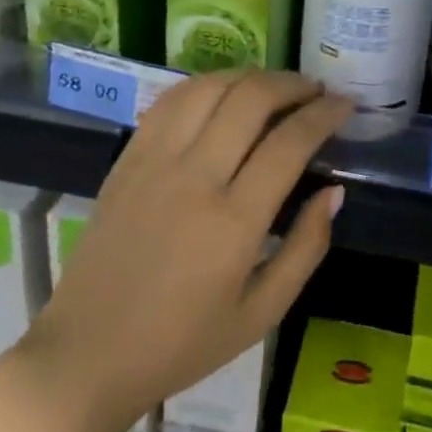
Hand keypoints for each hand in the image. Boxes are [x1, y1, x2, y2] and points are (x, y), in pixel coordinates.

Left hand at [7, 72, 349, 431]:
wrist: (86, 355)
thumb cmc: (181, 344)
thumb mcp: (260, 315)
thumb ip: (305, 249)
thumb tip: (334, 192)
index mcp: (234, 222)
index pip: (290, 142)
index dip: (325, 114)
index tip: (345, 104)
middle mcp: (195, 177)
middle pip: (252, 99)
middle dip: (293, 84)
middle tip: (315, 91)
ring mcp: (156, 161)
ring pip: (211, 87)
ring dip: (252, 76)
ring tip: (275, 86)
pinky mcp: (129, 158)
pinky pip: (172, 99)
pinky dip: (207, 84)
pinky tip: (225, 92)